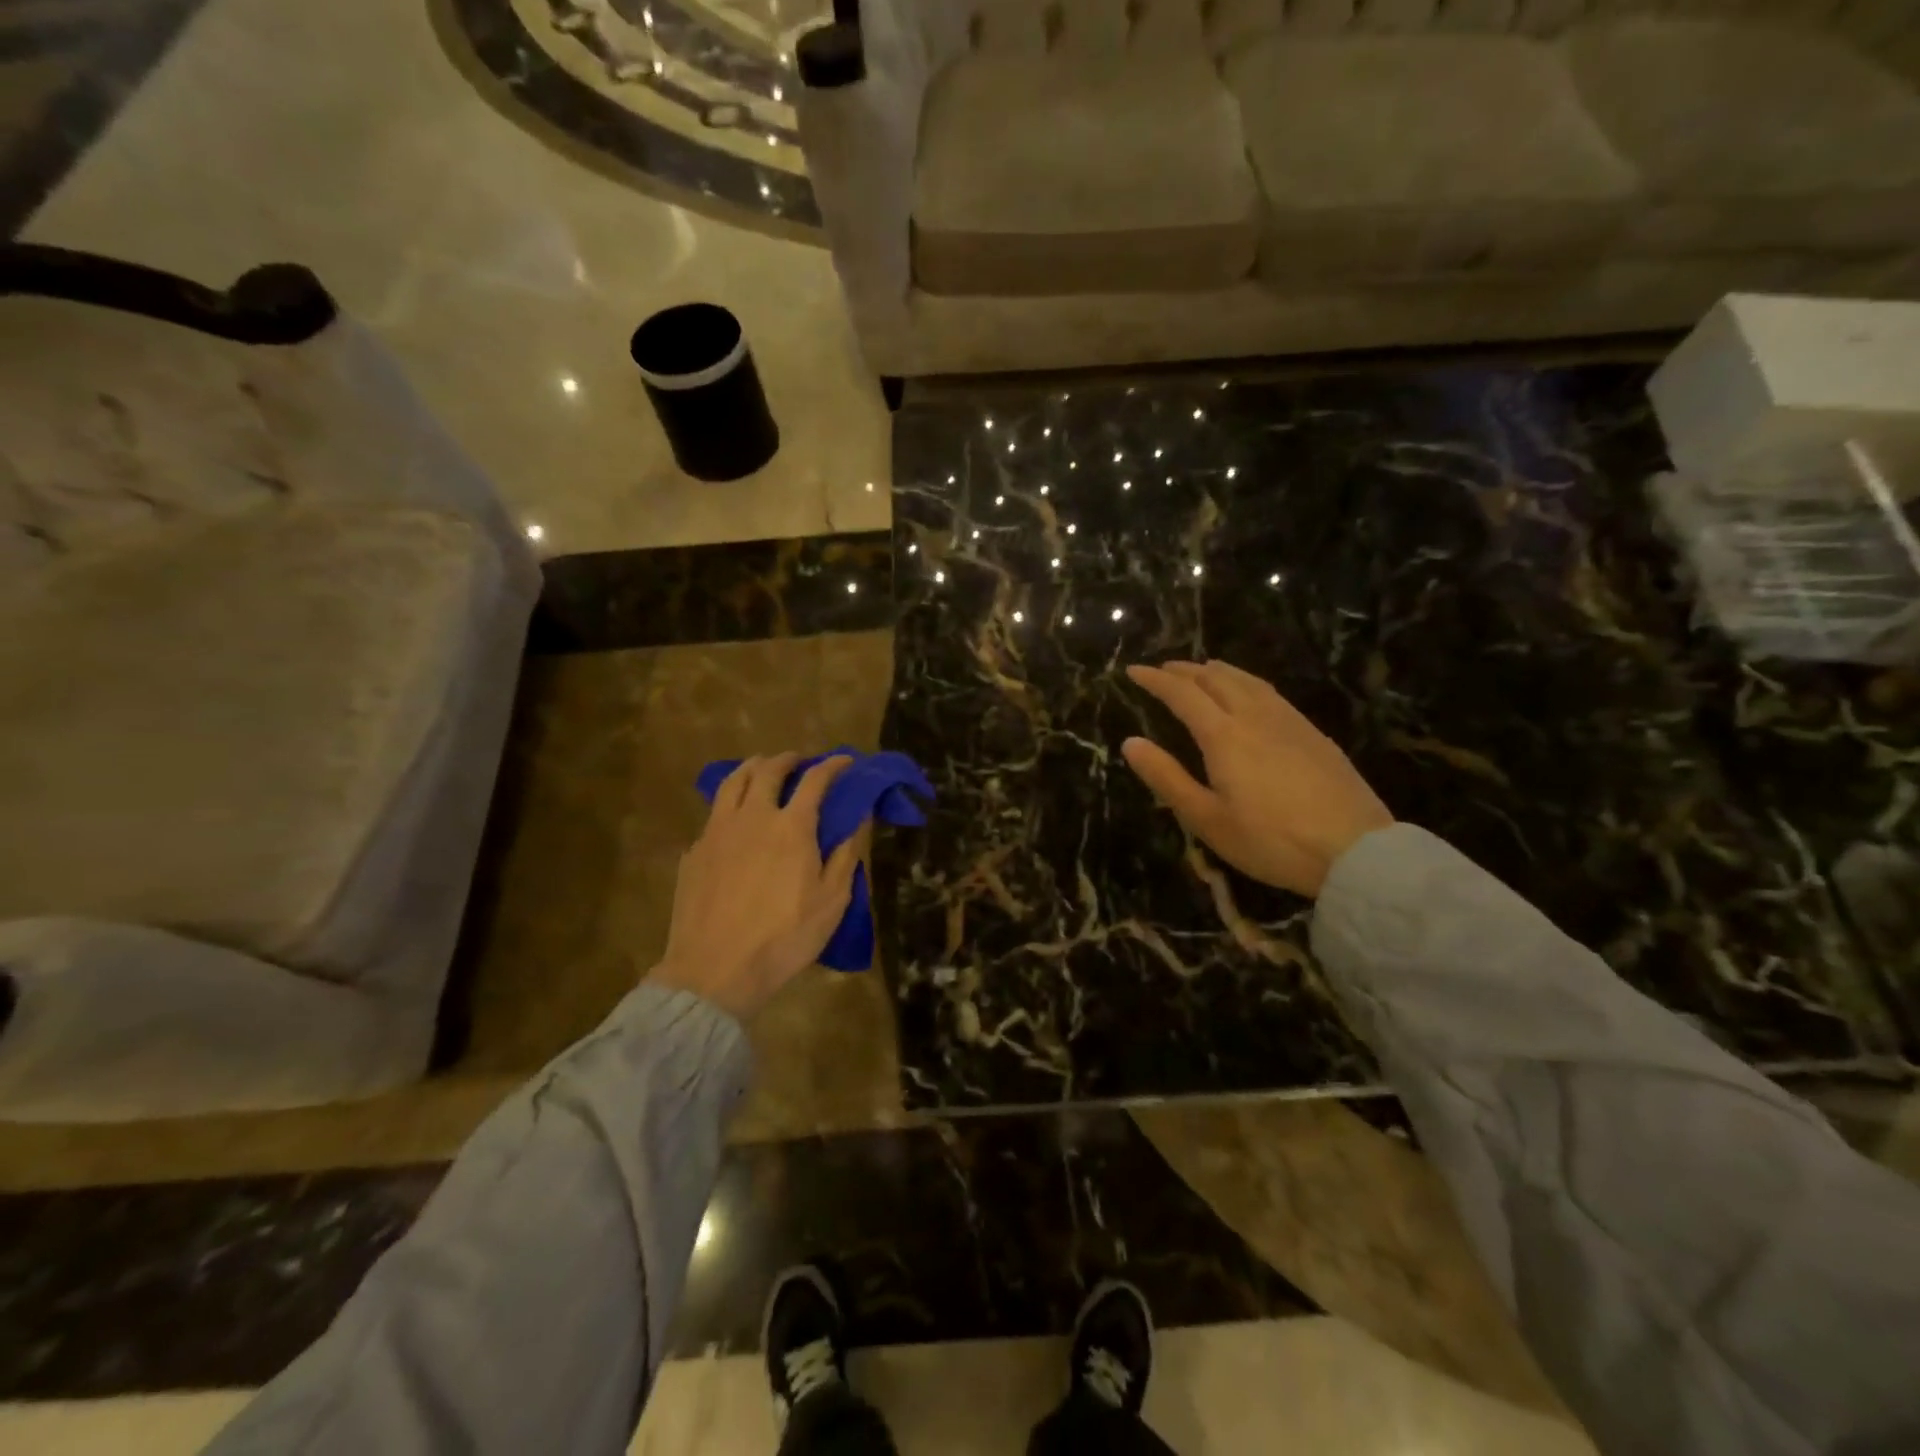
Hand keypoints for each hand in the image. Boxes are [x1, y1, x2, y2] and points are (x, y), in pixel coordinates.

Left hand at [649, 754, 863, 1021]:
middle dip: (788, 759)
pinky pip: (713, 814)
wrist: (715, 970)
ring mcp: (717, 832)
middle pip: (768, 771)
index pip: (815, 780)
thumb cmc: (784, 937)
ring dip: (752, 768)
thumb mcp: (831, 901)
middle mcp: (752, 817)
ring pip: (733, 782)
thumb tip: (857, 820)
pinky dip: (729, 805)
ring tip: (762, 769)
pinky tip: (733, 820)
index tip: (845, 760)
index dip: (833, 765)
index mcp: (791, 827)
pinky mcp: (694, 852)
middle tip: (800, 761)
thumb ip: (845, 855)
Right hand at [1122, 660, 1392, 897]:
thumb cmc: (1270, 840)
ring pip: (1247, 680)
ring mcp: (1289, 722)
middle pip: (1215, 679)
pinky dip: (1246, 682)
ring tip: (1202, 669)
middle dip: (1184, 670)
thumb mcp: (1207, 818)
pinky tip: (1251, 694)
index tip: (1133, 670)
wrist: (1355, 849)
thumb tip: (1130, 742)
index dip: (1155, 680)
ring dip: (1217, 671)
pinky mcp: (1313, 734)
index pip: (1182, 694)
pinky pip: (1270, 692)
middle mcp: (1254, 717)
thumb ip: (1166, 777)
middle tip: (1163, 669)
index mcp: (1224, 736)